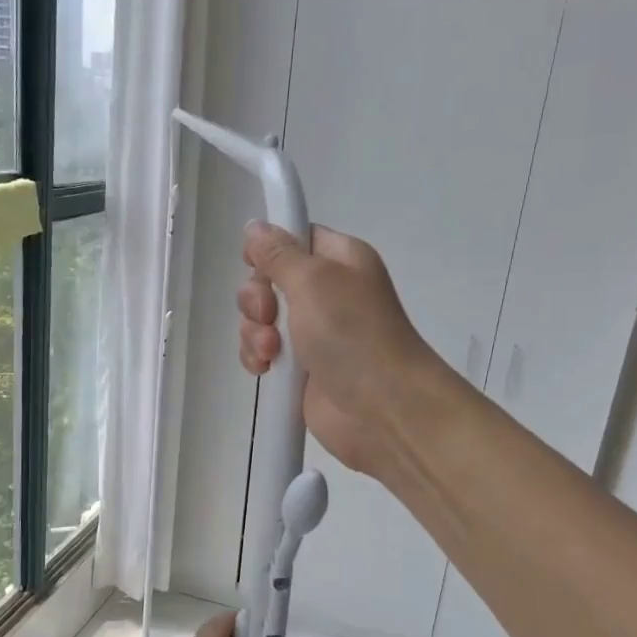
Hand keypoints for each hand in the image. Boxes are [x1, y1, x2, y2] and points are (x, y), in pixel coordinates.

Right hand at [237, 222, 450, 475]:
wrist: (381, 408)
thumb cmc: (353, 334)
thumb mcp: (314, 280)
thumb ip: (279, 254)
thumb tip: (255, 228)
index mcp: (340, 261)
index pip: (296, 238)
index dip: (270, 248)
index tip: (254, 262)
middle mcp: (326, 294)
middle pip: (269, 280)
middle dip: (256, 298)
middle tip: (267, 316)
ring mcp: (312, 334)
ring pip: (261, 320)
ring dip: (254, 333)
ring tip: (271, 352)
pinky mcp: (300, 370)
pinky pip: (263, 353)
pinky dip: (257, 358)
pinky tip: (264, 369)